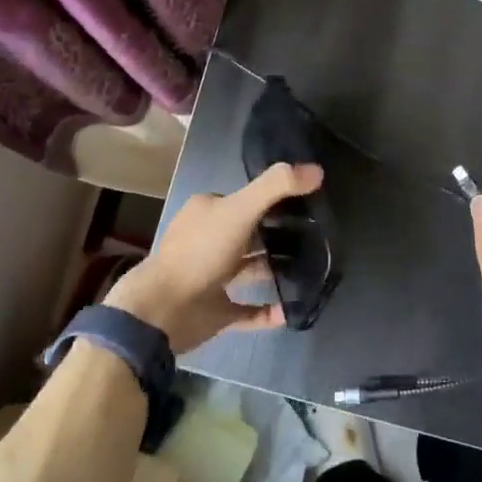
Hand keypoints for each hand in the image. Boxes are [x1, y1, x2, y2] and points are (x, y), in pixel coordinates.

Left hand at [107, 163, 323, 353]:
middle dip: (277, 235)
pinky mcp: (214, 311)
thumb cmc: (200, 252)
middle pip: (248, 234)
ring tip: (311, 270)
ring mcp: (211, 278)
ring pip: (249, 269)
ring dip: (274, 270)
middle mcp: (207, 241)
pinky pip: (248, 310)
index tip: (306, 205)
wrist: (164, 310)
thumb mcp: (240, 209)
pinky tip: (290, 310)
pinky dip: (268, 311)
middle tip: (315, 238)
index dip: (272, 201)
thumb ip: (276, 187)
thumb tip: (317, 169)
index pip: (243, 200)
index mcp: (206, 212)